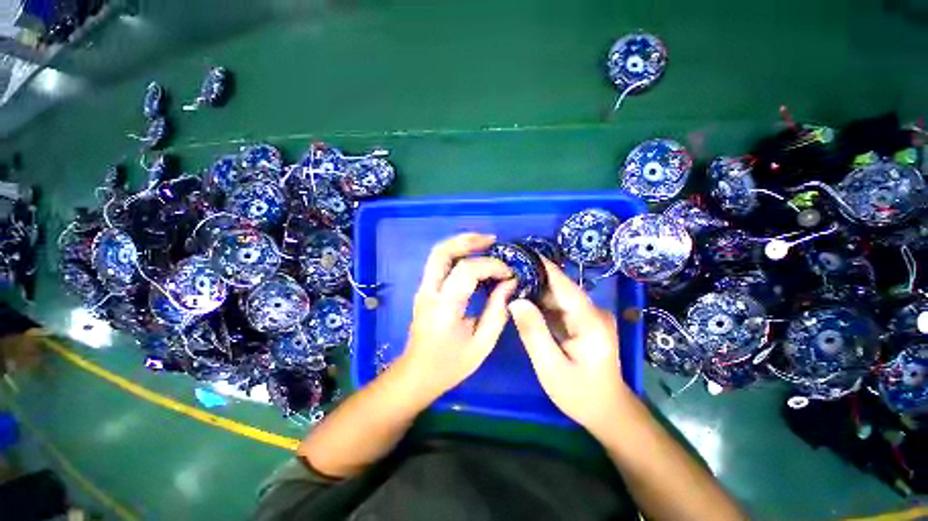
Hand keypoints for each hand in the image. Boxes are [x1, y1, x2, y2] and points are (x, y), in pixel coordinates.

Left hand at [399, 233, 516, 399]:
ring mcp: (423, 289)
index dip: (491, 266)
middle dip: (468, 240)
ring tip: (485, 243)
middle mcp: (429, 292)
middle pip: (442, 252)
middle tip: (492, 240)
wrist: (417, 373)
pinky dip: (456, 253)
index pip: (467, 271)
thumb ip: (498, 311)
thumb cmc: (450, 364)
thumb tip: (510, 284)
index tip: (509, 273)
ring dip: (461, 243)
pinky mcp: (424, 289)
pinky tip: (473, 257)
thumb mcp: (482, 343)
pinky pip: (439, 263)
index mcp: (444, 307)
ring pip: (437, 253)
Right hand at [509, 258, 632, 435]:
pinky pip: (558, 306)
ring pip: (558, 295)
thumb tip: (515, 301)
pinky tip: (523, 299)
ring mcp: (587, 317)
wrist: (607, 411)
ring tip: (510, 280)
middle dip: (534, 276)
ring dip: (535, 288)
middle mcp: (591, 312)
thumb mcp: (551, 367)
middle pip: (560, 287)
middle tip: (507, 269)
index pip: (564, 284)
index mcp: (589, 320)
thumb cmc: (580, 394)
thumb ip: (533, 332)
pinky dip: (540, 302)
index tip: (522, 253)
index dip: (543, 267)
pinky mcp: (581, 322)